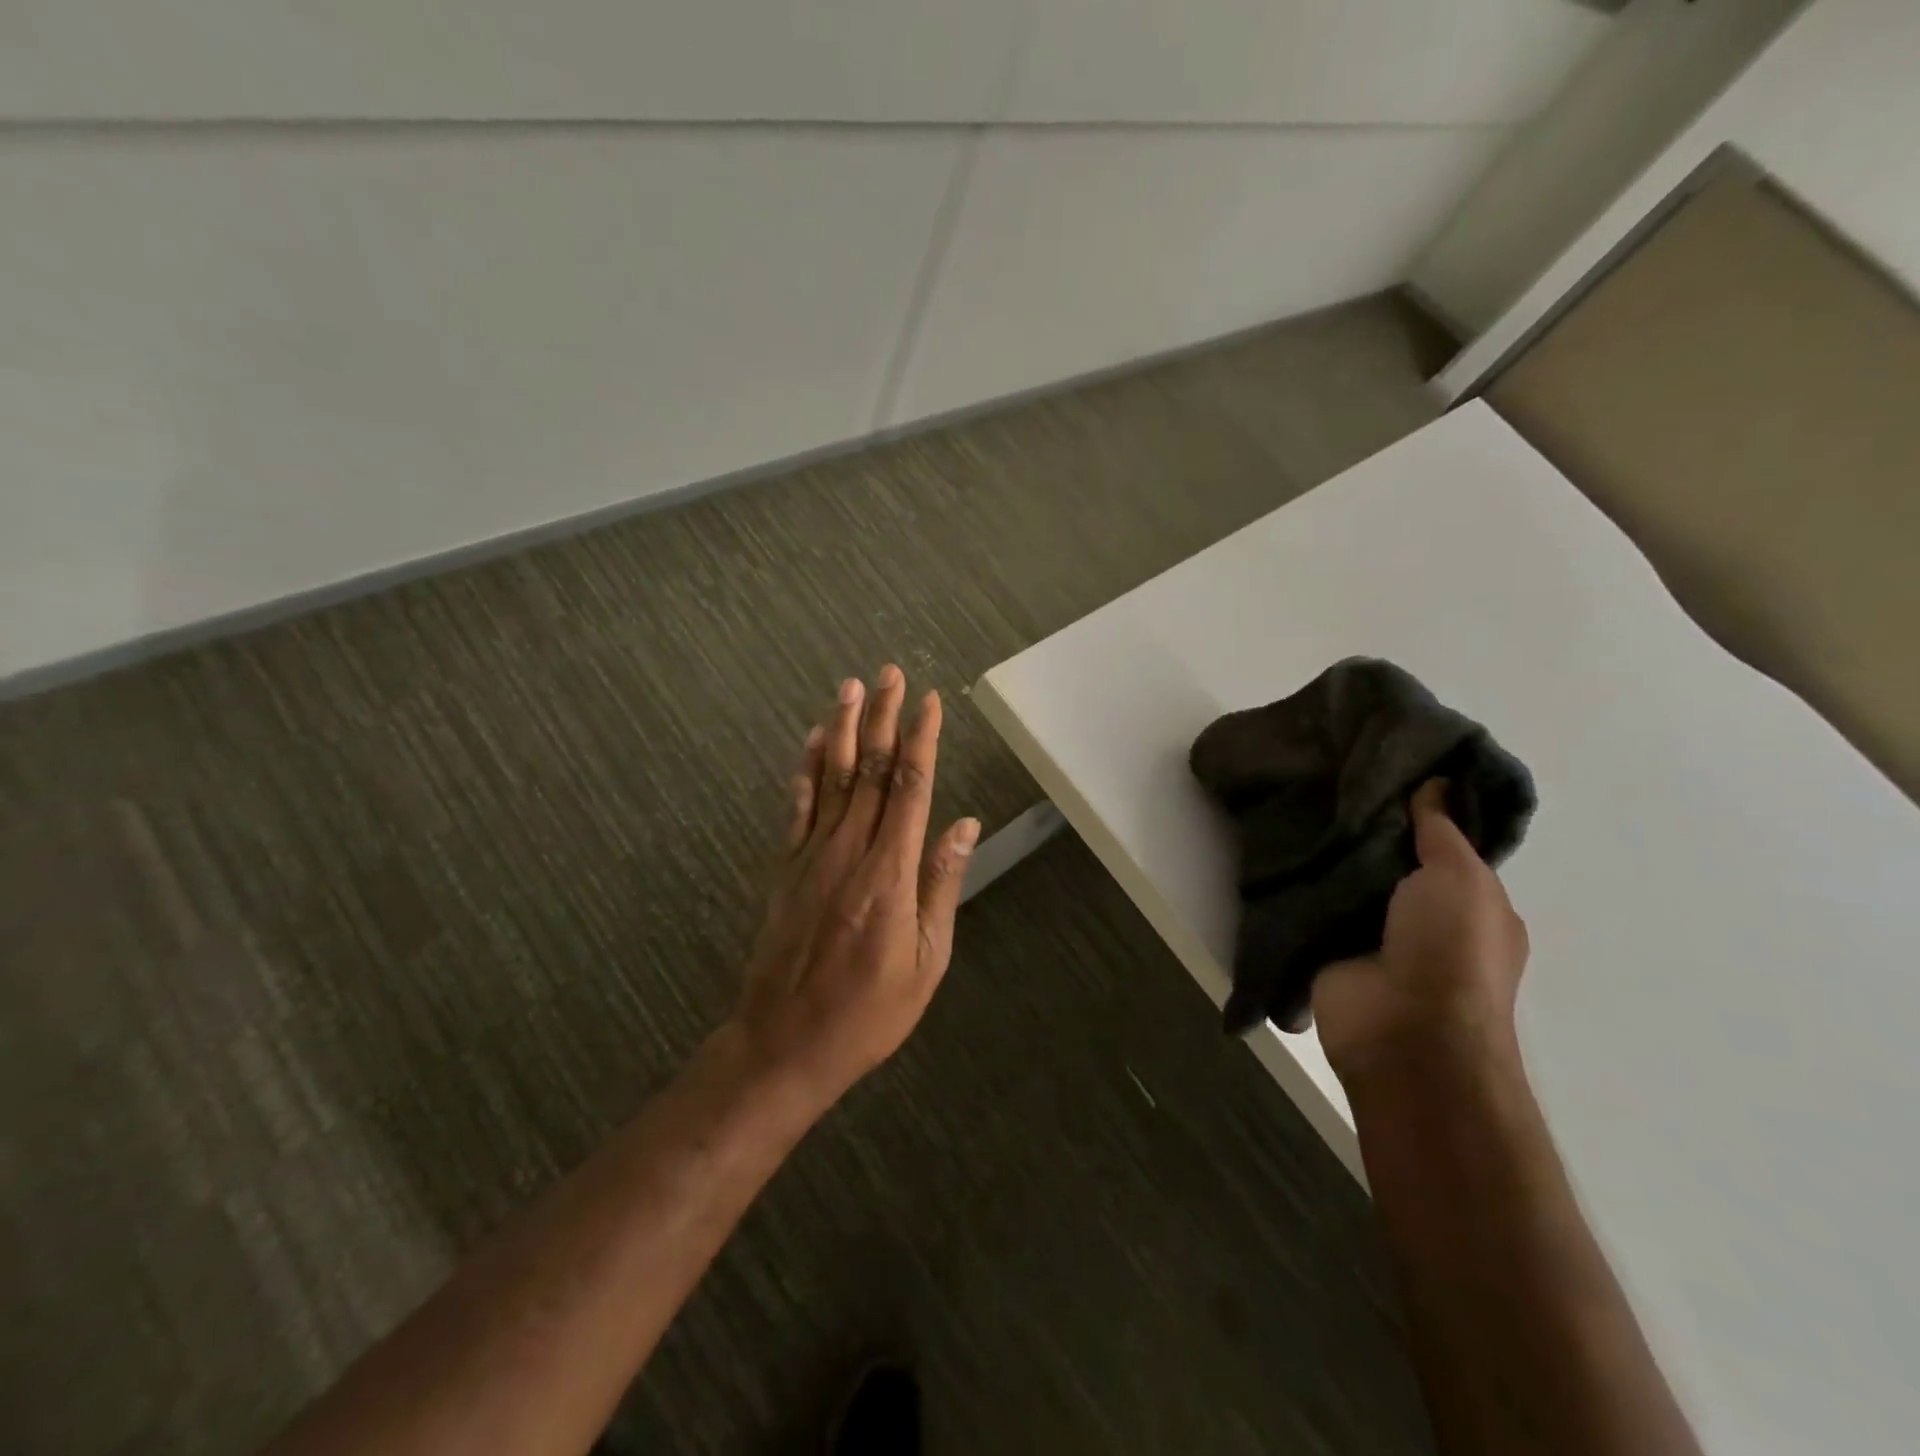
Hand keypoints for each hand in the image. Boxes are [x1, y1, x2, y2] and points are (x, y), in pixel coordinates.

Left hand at [728, 666, 978, 1113]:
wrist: (785, 1043)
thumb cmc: (869, 1012)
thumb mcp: (927, 961)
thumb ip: (941, 885)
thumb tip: (963, 826)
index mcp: (890, 873)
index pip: (911, 788)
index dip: (922, 740)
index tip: (930, 701)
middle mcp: (850, 851)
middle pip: (871, 771)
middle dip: (883, 718)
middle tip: (888, 674)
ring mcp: (812, 856)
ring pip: (832, 778)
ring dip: (844, 729)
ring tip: (849, 687)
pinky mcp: (787, 868)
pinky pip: (798, 807)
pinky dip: (807, 769)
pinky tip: (814, 742)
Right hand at [1312, 780, 1529, 1087]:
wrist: (1403, 1033)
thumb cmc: (1451, 952)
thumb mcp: (1461, 879)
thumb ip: (1441, 831)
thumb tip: (1434, 782)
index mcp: (1468, 901)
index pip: (1441, 843)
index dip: (1418, 807)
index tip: (1381, 765)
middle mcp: (1421, 915)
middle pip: (1387, 857)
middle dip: (1362, 823)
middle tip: (1326, 774)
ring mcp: (1371, 933)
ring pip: (1346, 877)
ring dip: (1326, 849)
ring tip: (1294, 795)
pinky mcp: (1326, 946)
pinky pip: (1311, 902)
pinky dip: (1298, 879)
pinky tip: (1274, 839)